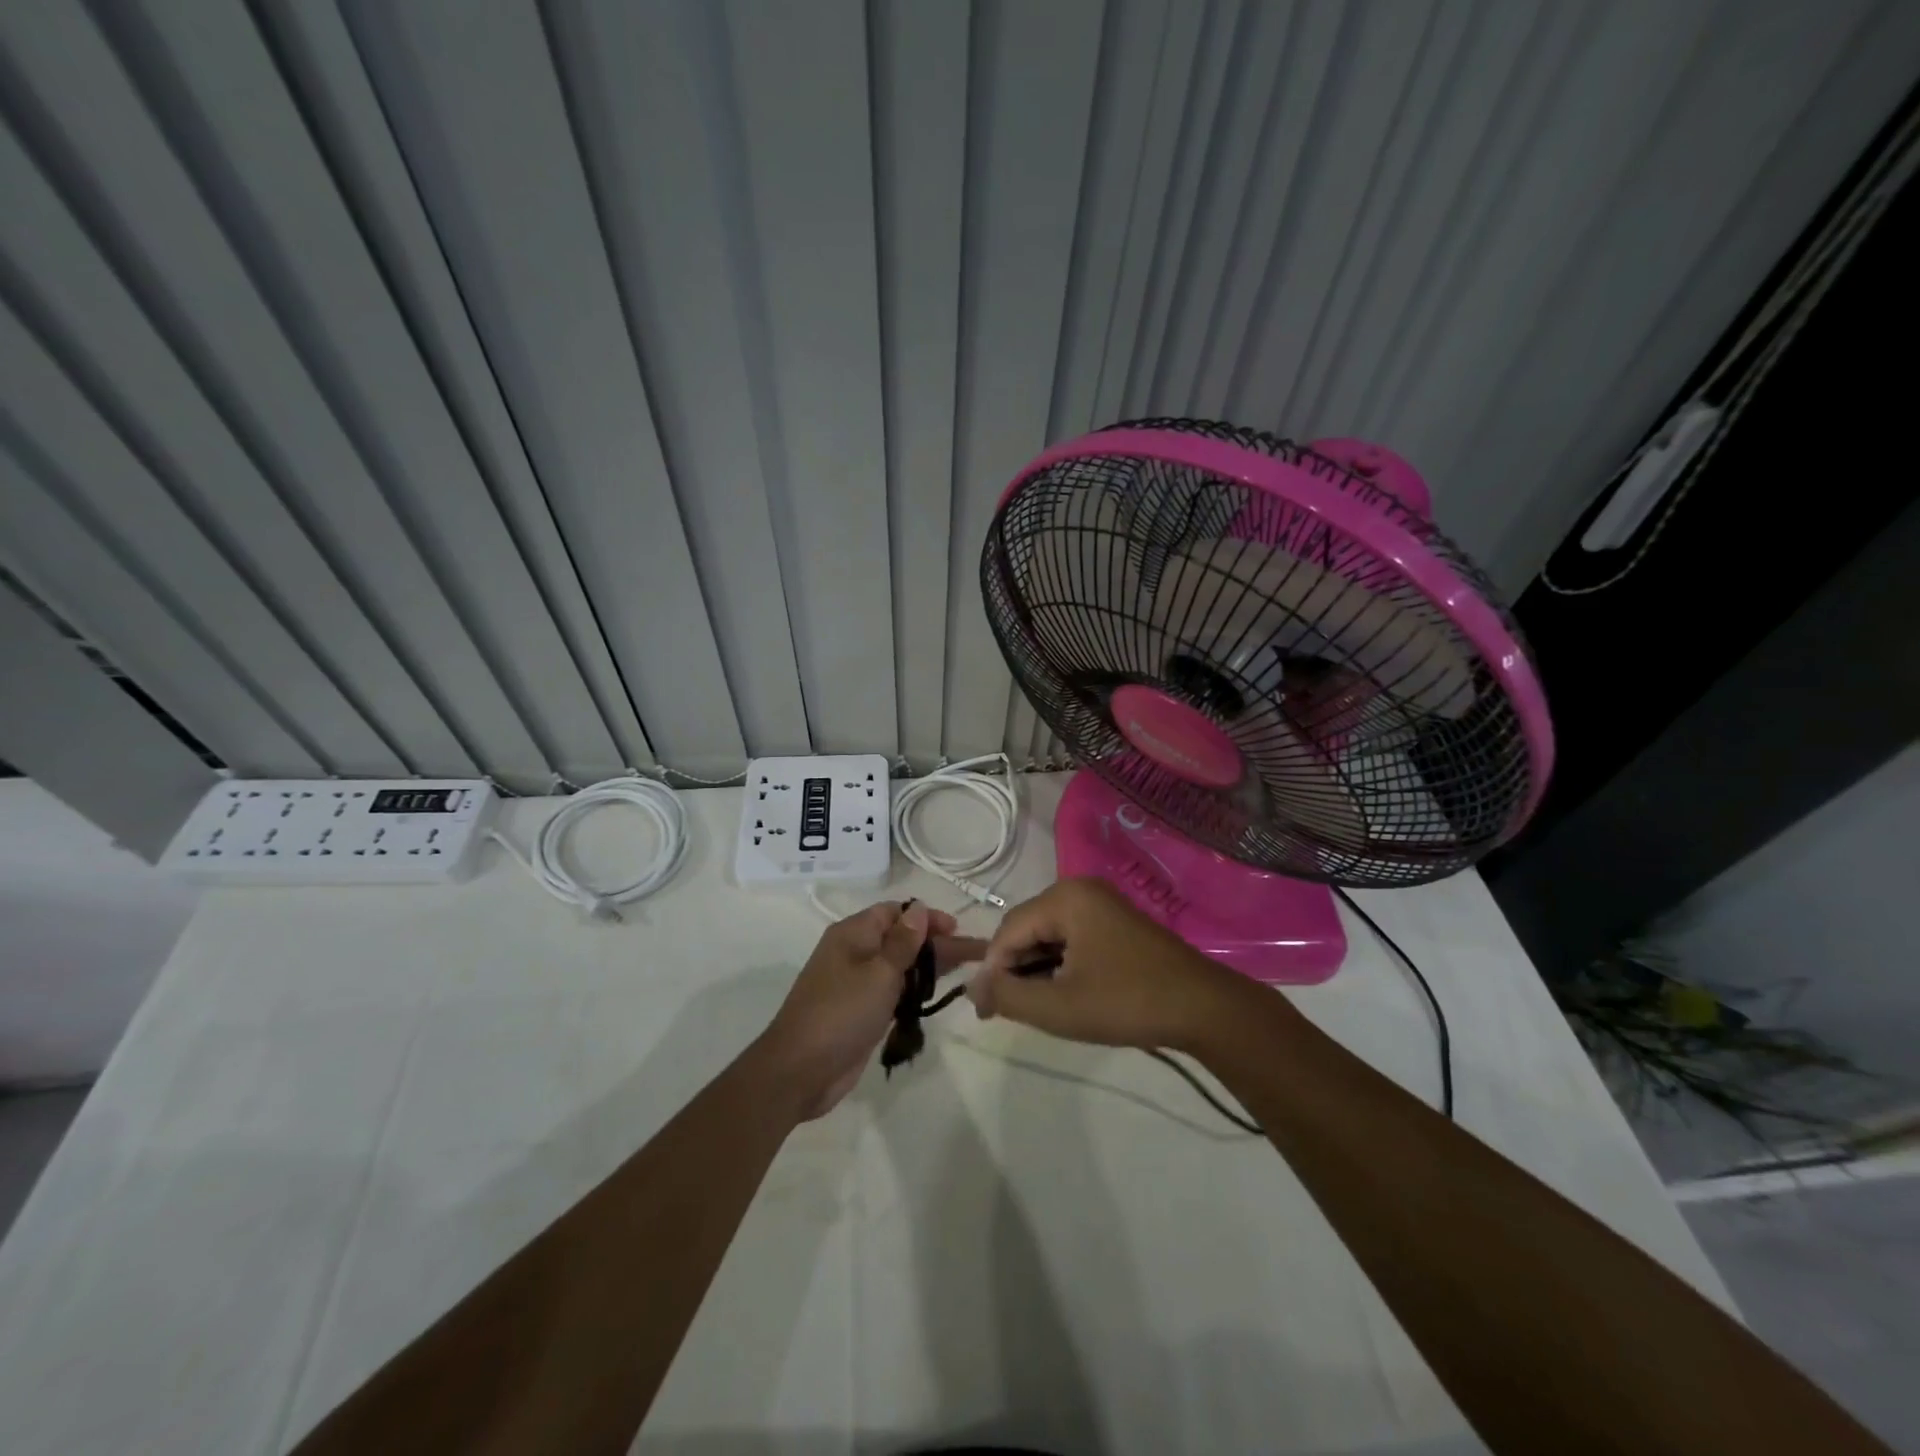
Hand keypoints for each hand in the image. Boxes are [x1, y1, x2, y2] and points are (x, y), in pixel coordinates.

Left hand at [759, 901, 986, 1119]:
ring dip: (930, 967)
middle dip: (937, 944)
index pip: (895, 912)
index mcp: (853, 934)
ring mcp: (857, 983)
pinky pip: (894, 991)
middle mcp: (855, 952)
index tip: (956, 929)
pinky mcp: (862, 1011)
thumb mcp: (879, 973)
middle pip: (902, 939)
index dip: (927, 917)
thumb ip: (903, 942)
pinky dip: (915, 990)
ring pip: (901, 967)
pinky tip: (938, 994)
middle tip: (977, 953)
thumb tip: (919, 909)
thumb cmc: (841, 1013)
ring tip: (968, 970)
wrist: (799, 1071)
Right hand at [968, 878, 1243, 1050]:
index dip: (991, 971)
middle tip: (1005, 1011)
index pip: (1008, 931)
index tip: (983, 1011)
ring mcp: (1101, 903)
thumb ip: (1009, 995)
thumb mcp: (1059, 1007)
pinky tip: (1061, 992)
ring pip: (1048, 933)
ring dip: (1035, 967)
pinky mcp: (1115, 921)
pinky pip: (1070, 936)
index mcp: (1065, 898)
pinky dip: (1058, 963)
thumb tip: (974, 988)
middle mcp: (1080, 889)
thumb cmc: (1127, 1003)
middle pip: (1026, 927)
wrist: (1204, 1008)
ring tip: (1033, 1005)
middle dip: (1012, 968)